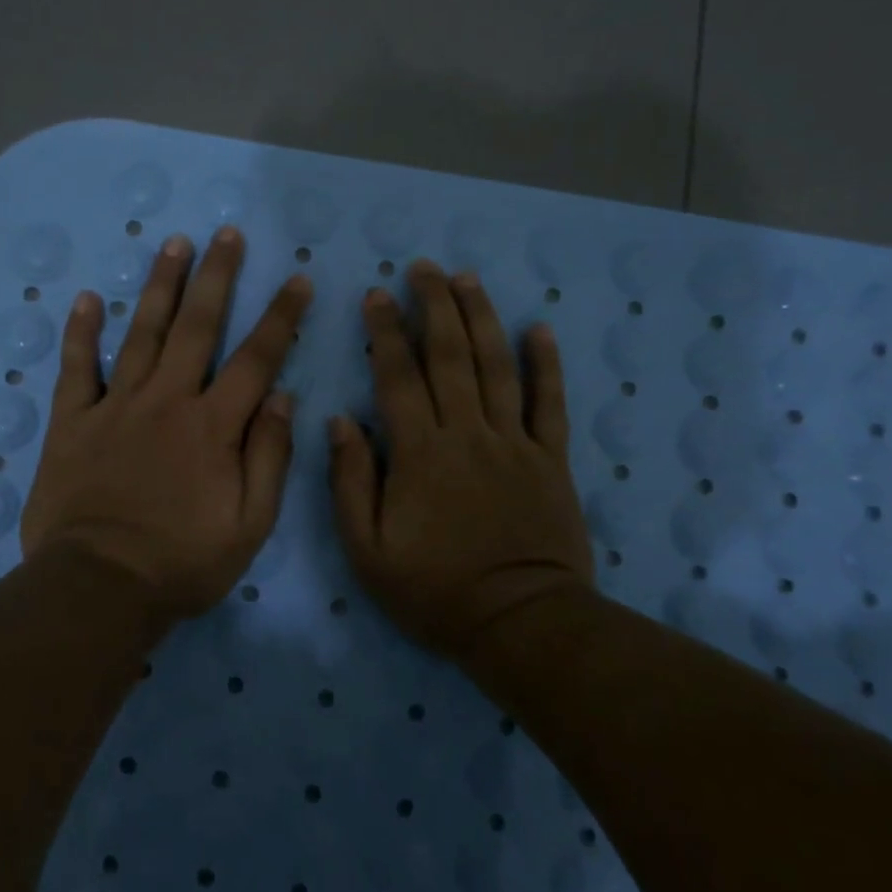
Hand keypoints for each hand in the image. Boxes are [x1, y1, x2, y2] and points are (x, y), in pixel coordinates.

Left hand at [21, 226, 312, 623]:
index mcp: (213, 426)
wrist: (99, 587)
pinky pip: (77, 368)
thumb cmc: (183, 562)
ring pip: (142, 333)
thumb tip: (282, 397)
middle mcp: (167, 401)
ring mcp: (116, 407)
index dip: (280, 317)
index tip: (296, 279)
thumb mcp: (249, 524)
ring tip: (173, 244)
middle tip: (226, 234)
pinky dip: (81, 333)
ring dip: (160, 286)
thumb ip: (268, 457)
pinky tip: (86, 299)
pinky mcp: (73, 423)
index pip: (256, 359)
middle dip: (216, 277)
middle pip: (197, 327)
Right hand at [328, 261, 592, 658]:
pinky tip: (539, 329)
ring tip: (467, 279)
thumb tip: (341, 421)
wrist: (520, 624)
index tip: (377, 295)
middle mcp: (468, 434)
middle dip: (435, 306)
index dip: (386, 332)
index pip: (399, 377)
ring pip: (498, 366)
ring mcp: (515, 443)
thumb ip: (352, 482)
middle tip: (424, 267)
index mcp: (420, 454)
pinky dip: (546, 364)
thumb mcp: (368, 551)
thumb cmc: (435, 591)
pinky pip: (550, 403)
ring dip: (482, 317)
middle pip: (450, 356)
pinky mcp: (550, 459)